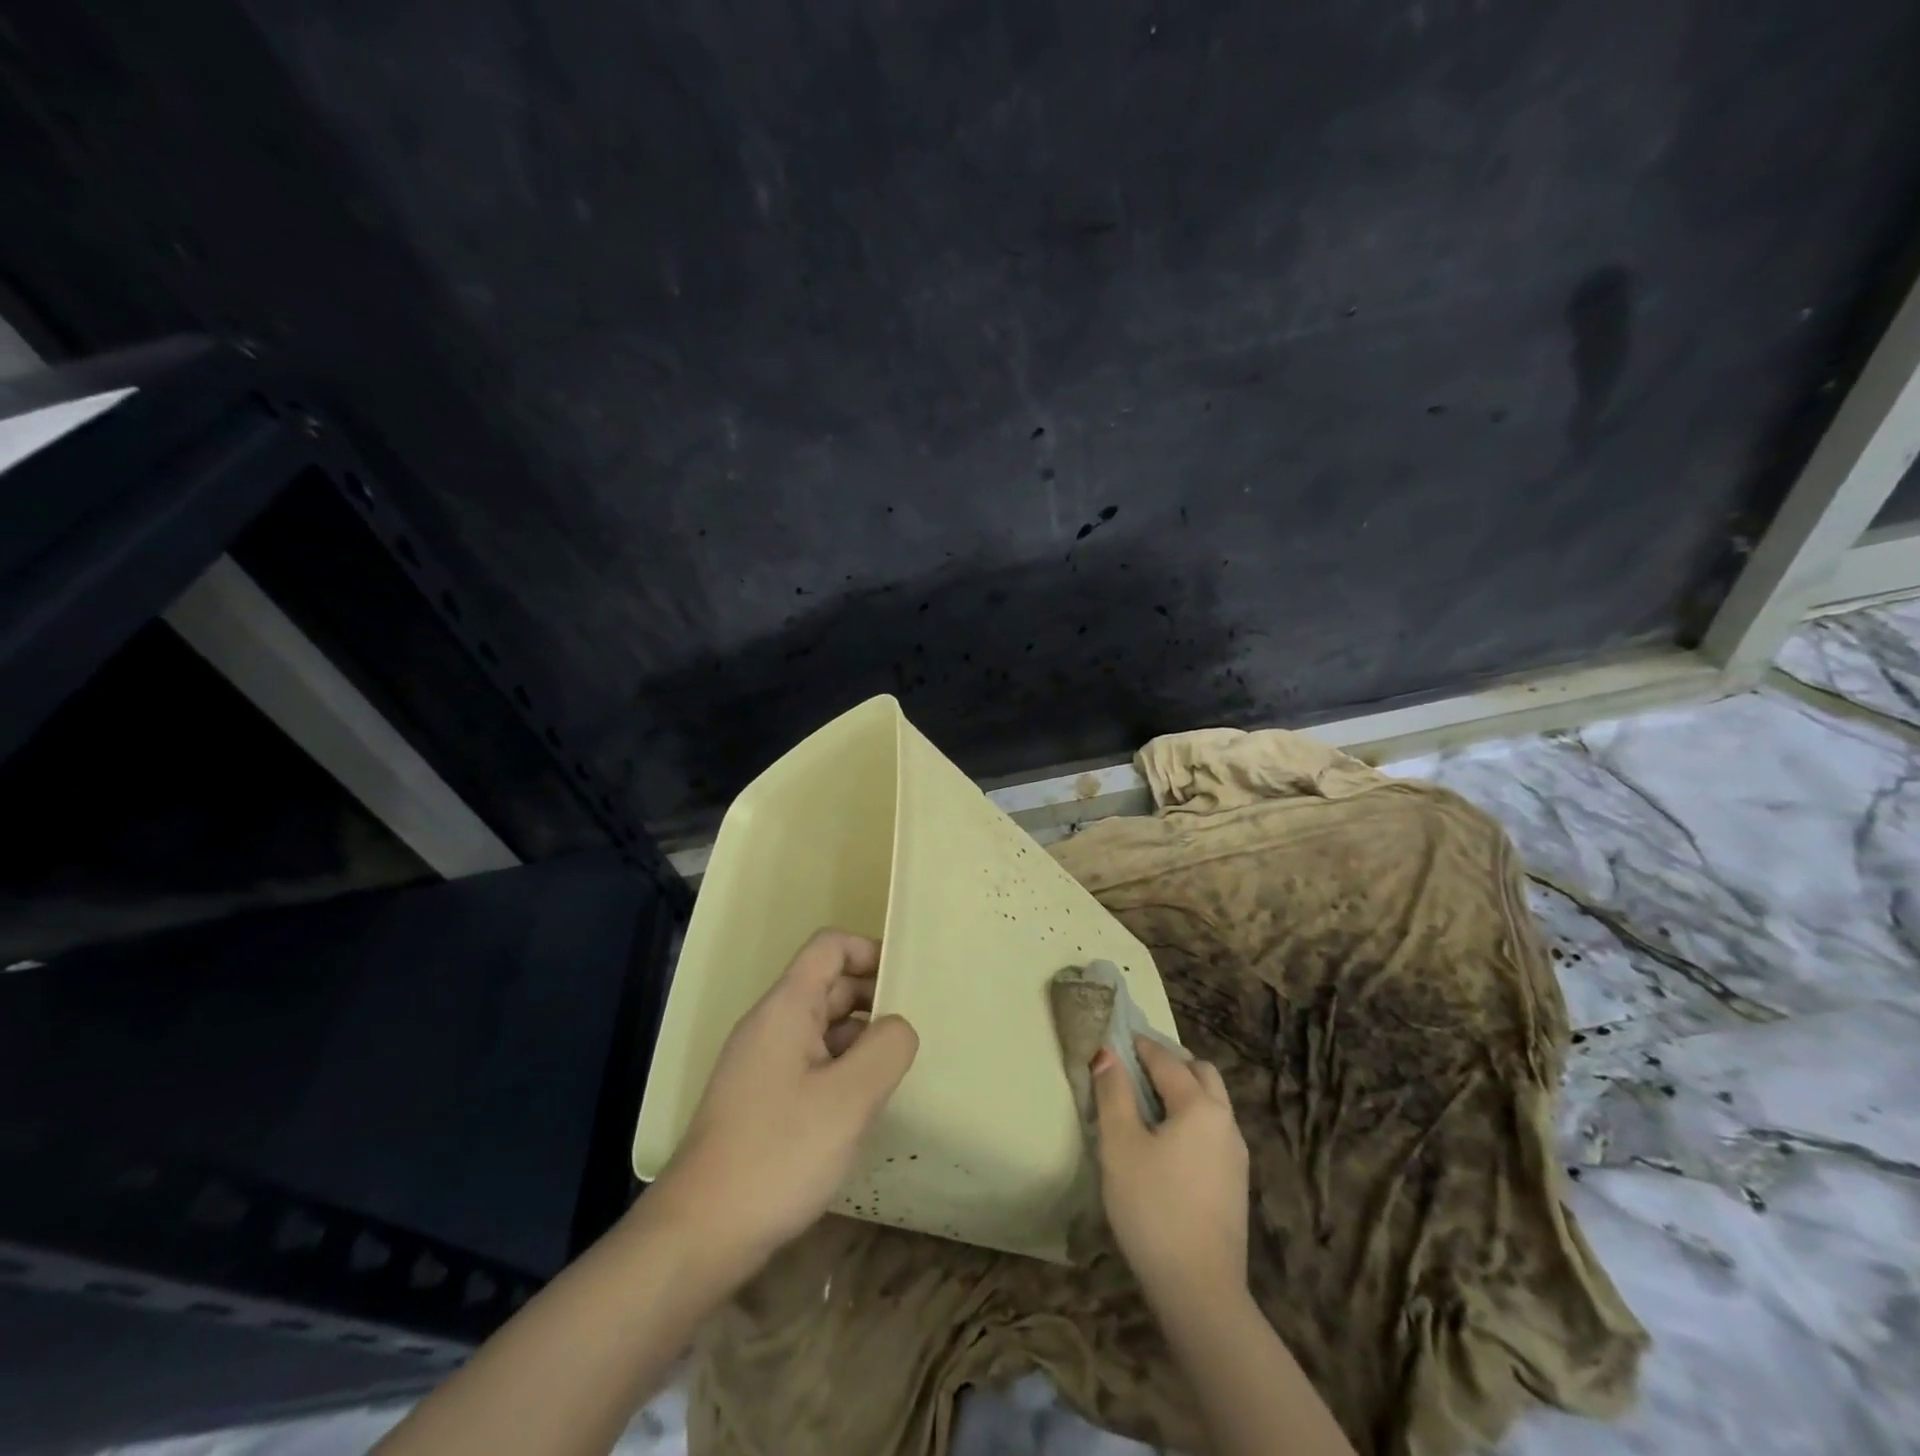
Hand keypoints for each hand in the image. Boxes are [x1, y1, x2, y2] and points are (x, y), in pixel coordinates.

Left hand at [655, 929, 917, 1271]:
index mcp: (786, 1007)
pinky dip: (841, 1068)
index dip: (870, 950)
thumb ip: (887, 1047)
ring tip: (897, 1069)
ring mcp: (761, 1063)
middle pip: (827, 984)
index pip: (829, 946)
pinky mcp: (759, 1099)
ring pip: (820, 1026)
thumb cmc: (779, 1154)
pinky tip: (862, 1105)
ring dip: (860, 1037)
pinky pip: (809, 1061)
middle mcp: (770, 1024)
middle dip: (873, 997)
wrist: (700, 1234)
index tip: (907, 980)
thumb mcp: (850, 1098)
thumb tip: (899, 1025)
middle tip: (915, 1030)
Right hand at [1094, 1036, 1249, 1303]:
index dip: (1138, 1046)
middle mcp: (1225, 1121)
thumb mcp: (1120, 1146)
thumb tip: (1106, 1053)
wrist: (1200, 1291)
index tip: (1115, 1038)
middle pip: (1201, 1073)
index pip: (1166, 1060)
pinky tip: (1168, 1140)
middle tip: (1135, 1066)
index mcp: (1199, 1106)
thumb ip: (1113, 1094)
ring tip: (1148, 1101)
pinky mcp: (1235, 1183)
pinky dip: (1192, 1117)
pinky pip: (1213, 1129)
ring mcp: (1235, 1154)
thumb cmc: (1153, 1208)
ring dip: (1184, 1089)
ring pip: (1212, 1102)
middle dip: (1170, 1061)